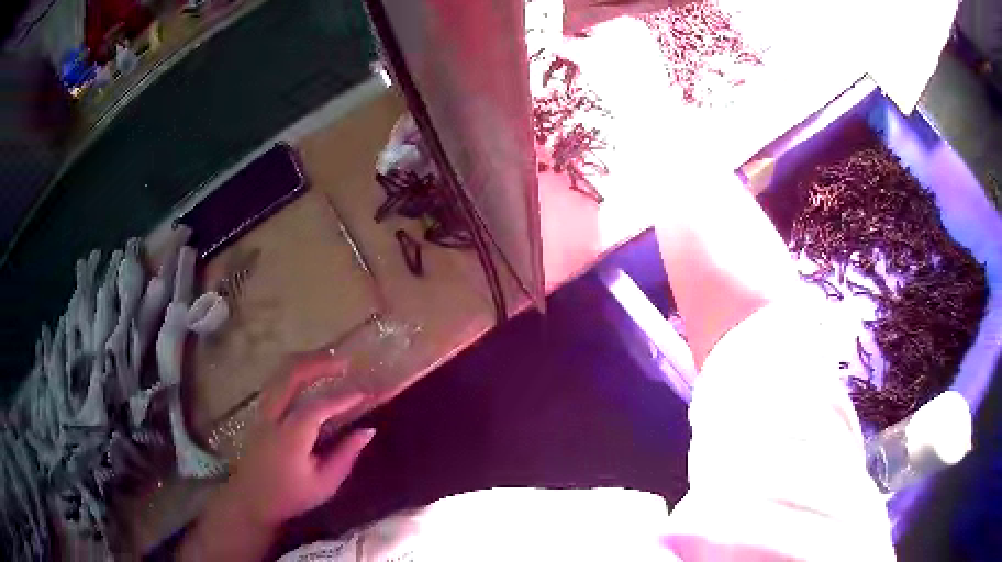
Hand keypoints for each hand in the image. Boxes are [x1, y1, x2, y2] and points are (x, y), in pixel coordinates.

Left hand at [182, 356, 374, 560]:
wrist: (252, 499)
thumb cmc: (290, 496)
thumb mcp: (324, 484)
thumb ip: (346, 456)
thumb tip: (367, 431)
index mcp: (290, 438)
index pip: (317, 408)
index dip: (342, 398)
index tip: (363, 392)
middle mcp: (272, 417)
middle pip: (291, 375)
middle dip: (318, 363)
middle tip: (344, 362)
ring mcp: (262, 411)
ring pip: (280, 373)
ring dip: (305, 361)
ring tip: (328, 360)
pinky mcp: (260, 412)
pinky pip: (276, 381)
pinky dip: (294, 370)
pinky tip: (308, 373)